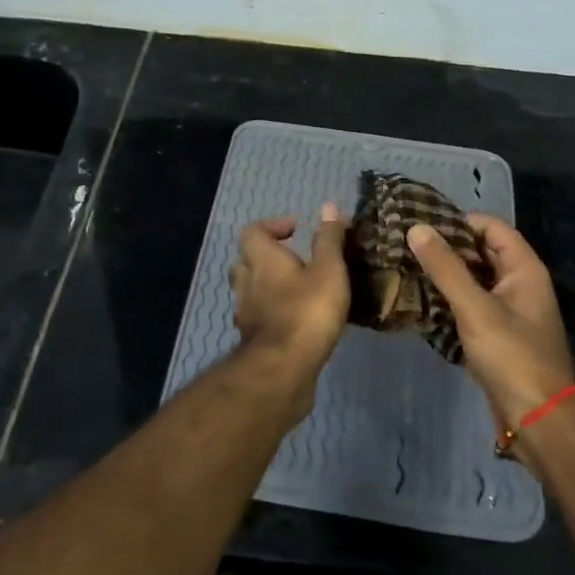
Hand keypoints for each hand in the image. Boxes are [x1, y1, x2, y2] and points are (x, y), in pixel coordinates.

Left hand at [229, 204, 350, 393]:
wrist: (284, 369)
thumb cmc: (308, 311)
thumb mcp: (329, 270)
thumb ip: (328, 239)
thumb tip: (328, 206)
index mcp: (262, 259)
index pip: (253, 231)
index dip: (272, 226)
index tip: (295, 230)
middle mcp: (246, 282)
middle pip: (246, 260)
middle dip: (266, 257)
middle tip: (293, 261)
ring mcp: (245, 313)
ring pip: (249, 291)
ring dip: (267, 287)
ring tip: (296, 291)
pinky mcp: (252, 340)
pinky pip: (257, 317)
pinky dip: (270, 314)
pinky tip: (293, 321)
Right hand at [406, 215, 574, 427]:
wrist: (539, 420)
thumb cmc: (513, 356)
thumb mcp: (475, 308)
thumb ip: (445, 267)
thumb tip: (416, 227)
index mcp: (524, 269)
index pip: (491, 227)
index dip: (459, 221)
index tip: (422, 224)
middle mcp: (519, 284)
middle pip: (480, 252)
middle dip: (446, 248)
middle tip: (405, 245)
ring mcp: (508, 311)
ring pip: (472, 280)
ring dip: (444, 275)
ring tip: (404, 268)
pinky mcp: (496, 335)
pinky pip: (469, 306)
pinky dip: (448, 300)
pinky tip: (419, 301)